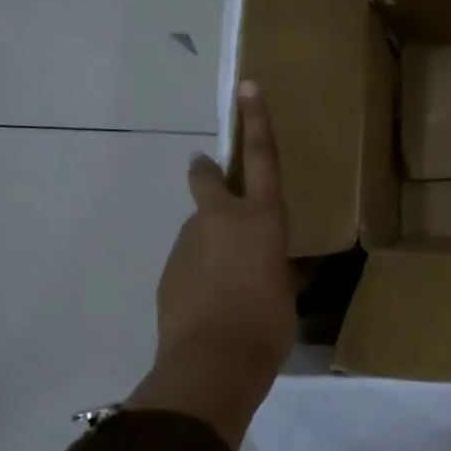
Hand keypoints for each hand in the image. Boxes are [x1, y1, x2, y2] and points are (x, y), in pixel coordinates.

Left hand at [127, 81, 294, 449]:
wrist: (211, 365)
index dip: (257, 121)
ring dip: (211, 242)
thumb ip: (268, 261)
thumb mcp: (282, 286)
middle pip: (209, 181)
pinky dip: (200, 271)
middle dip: (209, 172)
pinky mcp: (169, 273)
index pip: (262, 159)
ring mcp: (188, 245)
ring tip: (228, 282)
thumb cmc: (267, 323)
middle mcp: (221, 220)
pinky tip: (212, 302)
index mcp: (261, 219)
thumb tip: (258, 261)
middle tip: (206, 169)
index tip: (247, 86)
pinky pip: (189, 261)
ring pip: (200, 229)